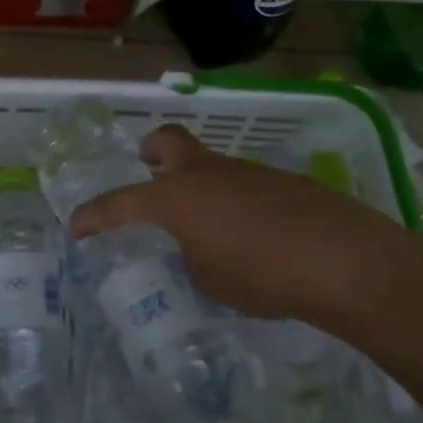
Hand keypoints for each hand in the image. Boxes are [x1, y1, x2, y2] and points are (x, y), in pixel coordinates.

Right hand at [67, 124, 421, 329]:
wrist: (346, 261)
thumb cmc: (264, 276)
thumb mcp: (212, 282)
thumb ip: (194, 259)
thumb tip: (199, 248)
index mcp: (177, 198)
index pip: (120, 202)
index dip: (94, 215)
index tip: (76, 227)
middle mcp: (207, 174)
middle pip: (168, 140)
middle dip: (151, 151)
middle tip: (147, 168)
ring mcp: (247, 172)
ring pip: (210, 165)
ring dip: (198, 185)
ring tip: (209, 228)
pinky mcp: (282, 181)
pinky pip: (243, 184)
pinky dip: (235, 202)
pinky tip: (254, 235)